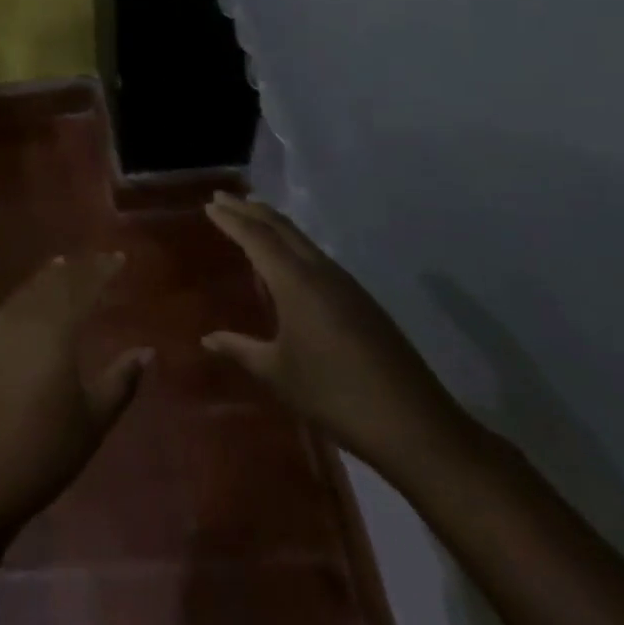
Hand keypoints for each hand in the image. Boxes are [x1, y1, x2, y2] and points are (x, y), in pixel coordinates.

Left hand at [0, 253, 151, 538]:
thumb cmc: (40, 452)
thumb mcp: (91, 422)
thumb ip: (119, 382)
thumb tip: (146, 351)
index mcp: (55, 330)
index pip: (83, 287)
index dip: (102, 270)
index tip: (119, 257)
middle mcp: (23, 318)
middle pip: (52, 283)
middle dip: (76, 269)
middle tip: (94, 260)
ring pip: (26, 291)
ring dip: (46, 277)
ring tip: (62, 266)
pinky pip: (7, 307)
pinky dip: (24, 295)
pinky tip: (27, 302)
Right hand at [203, 194, 467, 472]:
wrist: (416, 426)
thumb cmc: (335, 395)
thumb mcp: (278, 374)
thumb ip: (240, 350)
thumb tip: (207, 339)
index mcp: (296, 282)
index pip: (256, 237)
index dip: (231, 219)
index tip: (210, 203)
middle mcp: (321, 272)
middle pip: (281, 227)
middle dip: (250, 209)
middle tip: (224, 199)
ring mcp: (347, 285)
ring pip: (302, 239)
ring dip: (273, 224)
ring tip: (251, 219)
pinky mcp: (363, 302)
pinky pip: (317, 257)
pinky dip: (292, 245)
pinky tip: (288, 262)